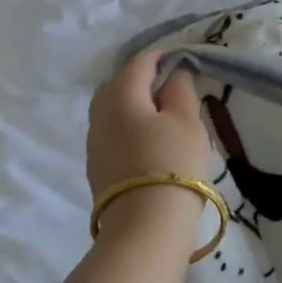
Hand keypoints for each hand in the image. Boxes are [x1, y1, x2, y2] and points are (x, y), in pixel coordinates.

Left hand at [86, 52, 214, 242]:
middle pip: (120, 84)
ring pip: (113, 110)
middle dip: (144, 79)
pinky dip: (130, 127)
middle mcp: (99, 113)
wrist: (146, 225)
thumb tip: (174, 71)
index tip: (186, 62)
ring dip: (136, 105)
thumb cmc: (173, 162)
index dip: (164, 57)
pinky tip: (151, 141)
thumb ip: (181, 88)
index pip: (140, 62)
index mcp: (120, 94)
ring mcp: (94, 142)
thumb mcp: (188, 120)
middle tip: (175, 88)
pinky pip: (113, 133)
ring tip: (165, 116)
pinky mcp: (96, 167)